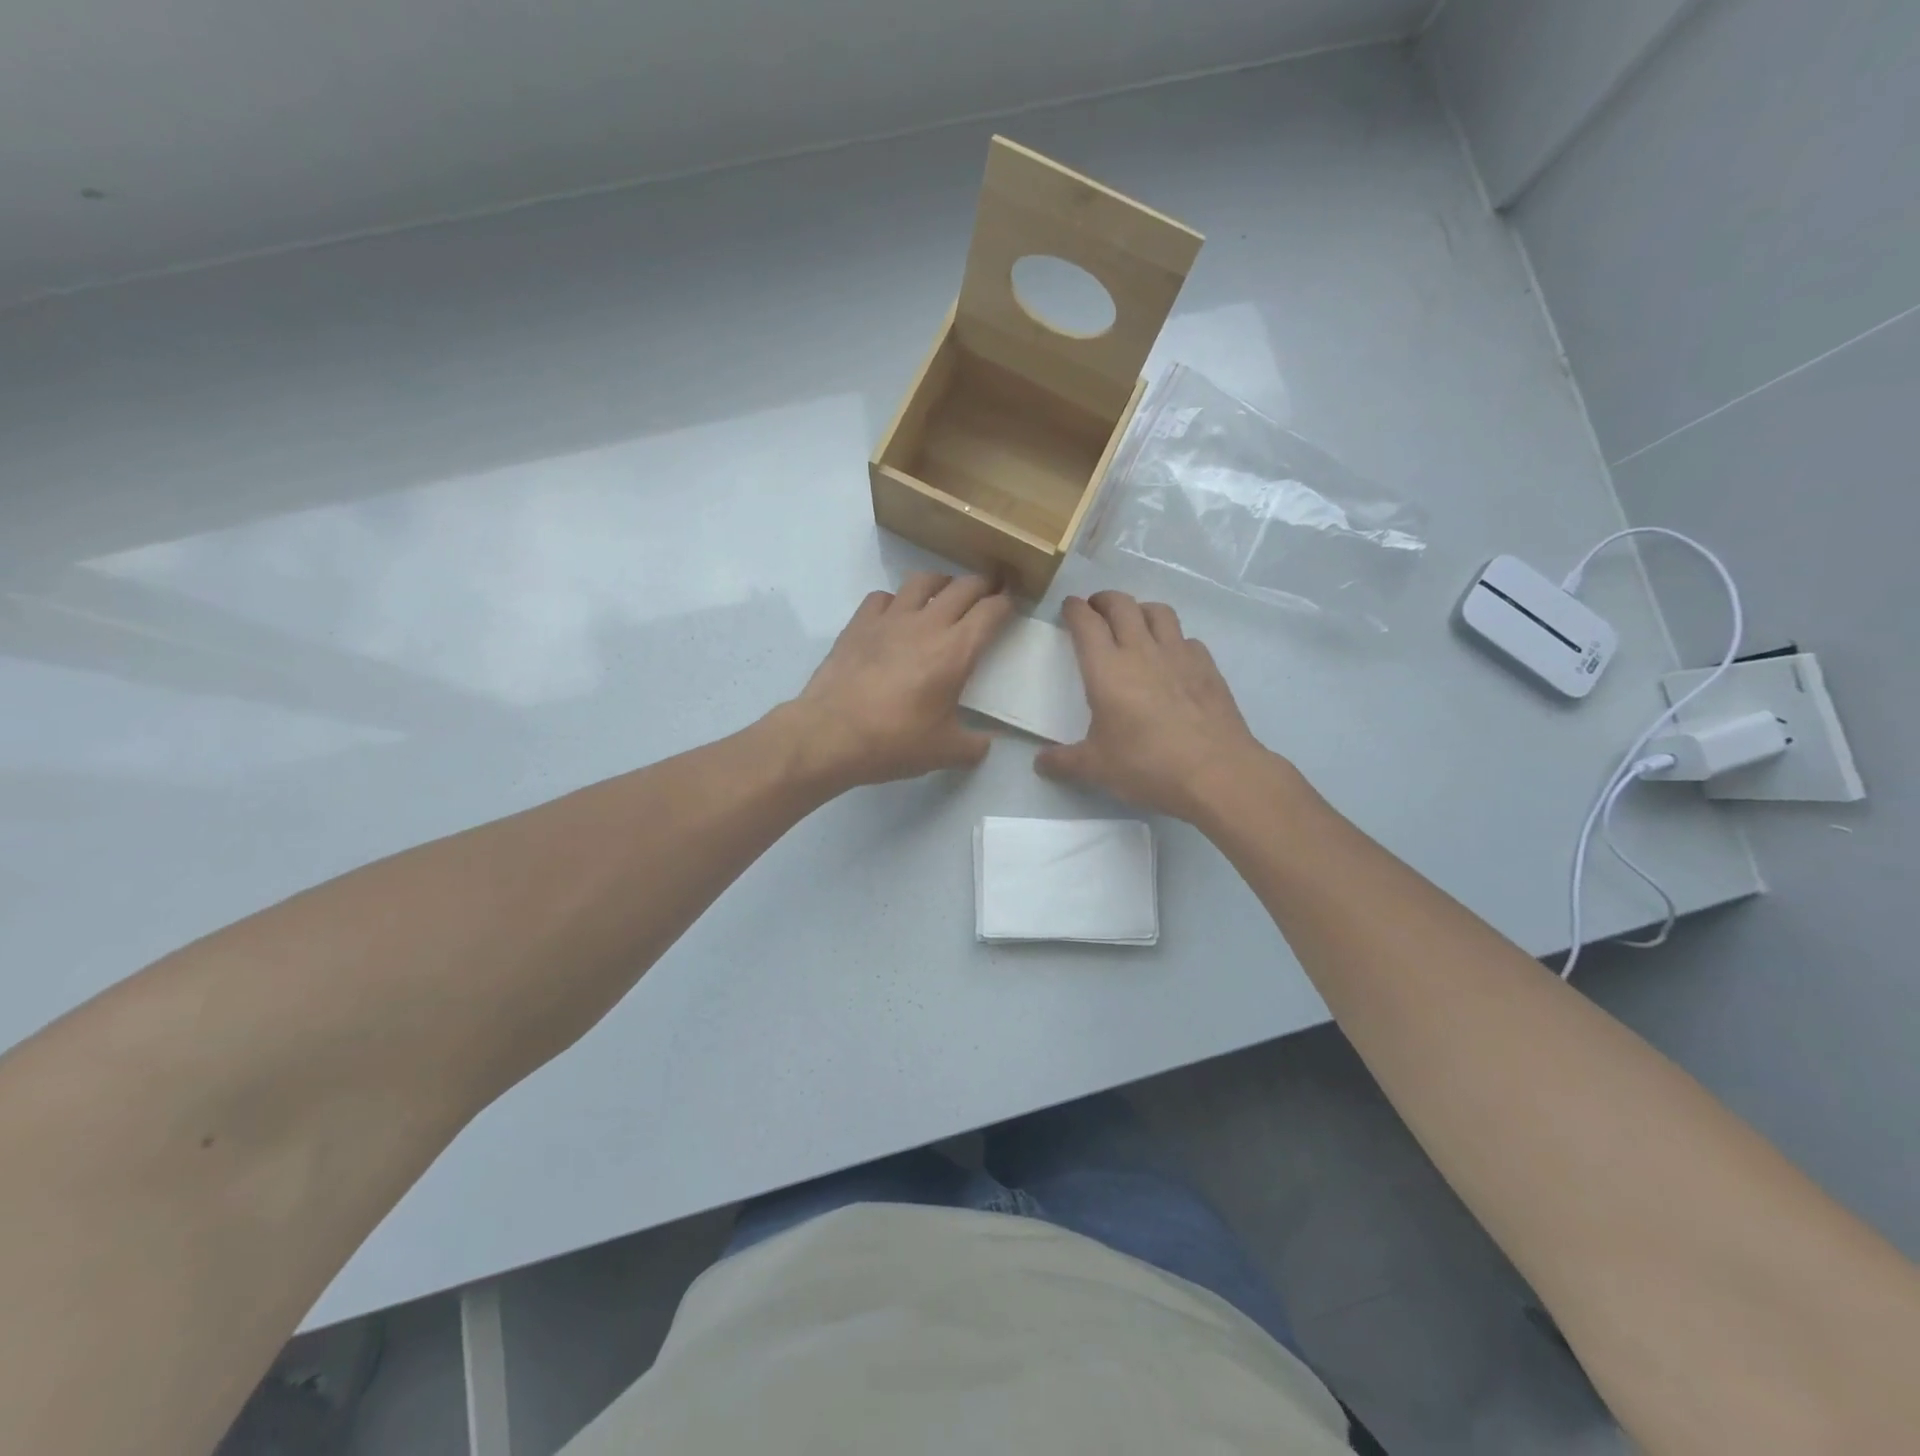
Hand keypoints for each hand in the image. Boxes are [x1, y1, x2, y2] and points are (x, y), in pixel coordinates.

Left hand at [780, 572, 1014, 791]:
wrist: (830, 735)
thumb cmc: (894, 742)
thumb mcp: (945, 752)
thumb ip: (974, 745)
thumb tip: (986, 743)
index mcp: (956, 651)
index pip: (991, 612)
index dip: (1007, 604)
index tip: (1012, 606)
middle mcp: (926, 624)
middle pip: (963, 587)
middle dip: (982, 586)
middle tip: (988, 593)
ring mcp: (889, 619)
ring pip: (922, 581)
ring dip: (941, 583)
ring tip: (945, 594)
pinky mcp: (858, 624)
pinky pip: (883, 597)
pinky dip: (897, 601)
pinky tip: (895, 616)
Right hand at [1037, 592, 1273, 821]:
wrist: (1216, 772)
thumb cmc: (1147, 765)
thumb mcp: (1096, 768)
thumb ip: (1063, 761)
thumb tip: (1040, 763)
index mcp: (1107, 669)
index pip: (1086, 622)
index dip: (1074, 609)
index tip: (1068, 607)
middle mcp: (1141, 650)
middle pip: (1122, 605)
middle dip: (1104, 600)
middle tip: (1095, 609)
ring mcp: (1179, 655)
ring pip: (1158, 612)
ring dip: (1140, 609)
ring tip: (1134, 623)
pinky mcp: (1207, 667)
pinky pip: (1186, 638)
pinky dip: (1173, 638)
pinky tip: (1171, 658)